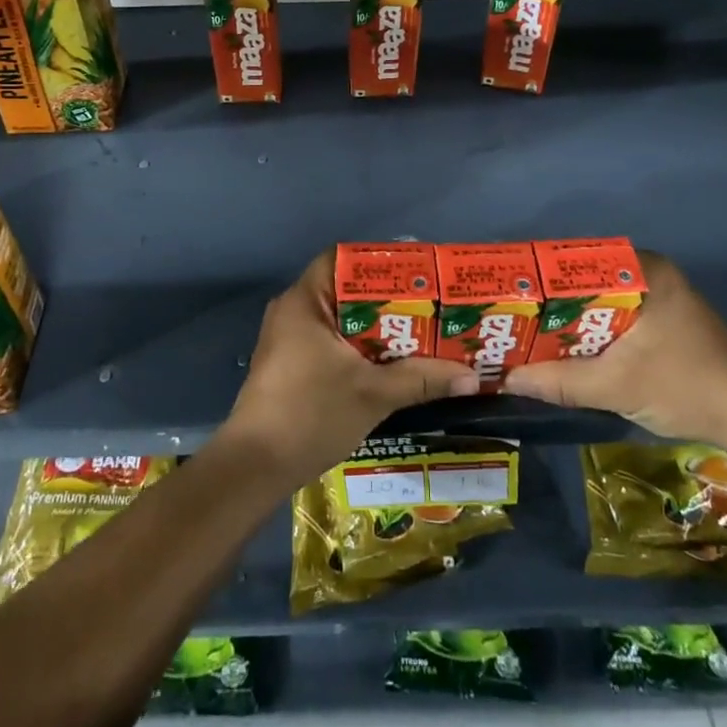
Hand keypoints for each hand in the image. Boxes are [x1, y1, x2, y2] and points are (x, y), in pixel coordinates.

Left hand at [220, 252, 477, 488]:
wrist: (255, 467)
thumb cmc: (310, 414)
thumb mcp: (372, 394)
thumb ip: (421, 379)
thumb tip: (471, 376)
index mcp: (305, 301)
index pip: (342, 259)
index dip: (380, 262)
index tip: (416, 275)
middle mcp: (293, 311)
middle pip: (346, 290)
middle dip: (388, 299)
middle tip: (429, 307)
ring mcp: (288, 340)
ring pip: (341, 320)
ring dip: (377, 328)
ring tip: (420, 333)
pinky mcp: (290, 365)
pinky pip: (332, 342)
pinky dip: (360, 348)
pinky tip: (391, 364)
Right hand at [503, 252, 726, 444]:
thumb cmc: (683, 386)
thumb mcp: (615, 386)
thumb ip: (559, 381)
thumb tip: (506, 379)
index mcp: (643, 270)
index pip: (577, 260)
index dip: (540, 277)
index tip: (510, 293)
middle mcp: (651, 271)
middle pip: (586, 280)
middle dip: (552, 300)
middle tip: (514, 315)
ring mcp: (661, 294)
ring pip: (600, 299)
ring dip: (571, 317)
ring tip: (531, 330)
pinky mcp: (665, 317)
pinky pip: (616, 313)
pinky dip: (593, 328)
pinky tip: (569, 346)